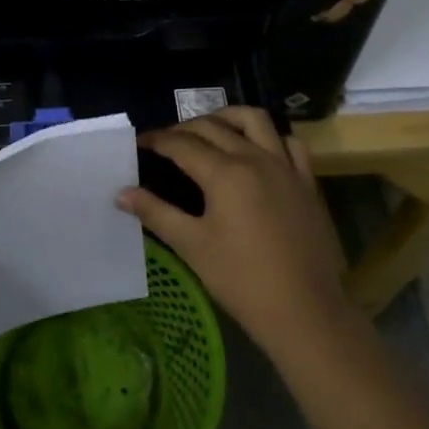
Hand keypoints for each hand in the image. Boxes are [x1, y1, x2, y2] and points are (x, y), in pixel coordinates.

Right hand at [119, 108, 351, 355]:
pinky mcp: (307, 182)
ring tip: (211, 129)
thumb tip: (122, 193)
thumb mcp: (192, 245)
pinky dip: (270, 137)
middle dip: (185, 128)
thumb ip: (156, 213)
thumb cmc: (241, 280)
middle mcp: (255, 158)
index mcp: (225, 173)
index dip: (158, 140)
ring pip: (255, 120)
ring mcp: (286, 167)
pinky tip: (259, 149)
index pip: (183, 144)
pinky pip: (290, 143)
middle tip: (166, 141)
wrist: (304, 310)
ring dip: (227, 117)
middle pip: (214, 127)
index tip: (141, 142)